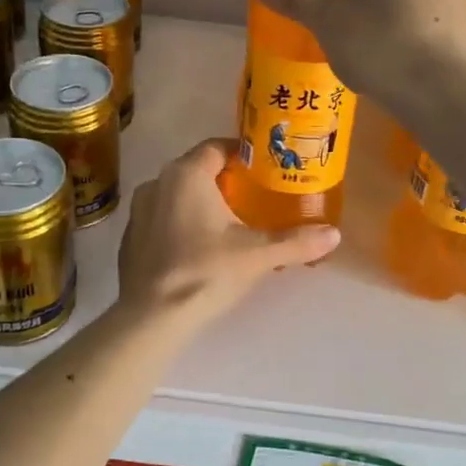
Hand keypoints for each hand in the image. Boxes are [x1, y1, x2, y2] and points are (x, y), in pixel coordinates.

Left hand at [116, 139, 339, 322]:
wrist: (150, 318)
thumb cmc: (205, 272)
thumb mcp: (257, 256)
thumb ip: (296, 242)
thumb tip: (334, 234)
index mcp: (186, 174)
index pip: (217, 147)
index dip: (242, 154)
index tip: (264, 169)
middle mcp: (157, 182)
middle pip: (197, 170)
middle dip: (225, 181)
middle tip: (254, 198)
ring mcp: (139, 210)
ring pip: (177, 195)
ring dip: (201, 204)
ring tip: (229, 225)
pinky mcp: (130, 237)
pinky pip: (162, 219)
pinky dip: (181, 225)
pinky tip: (199, 250)